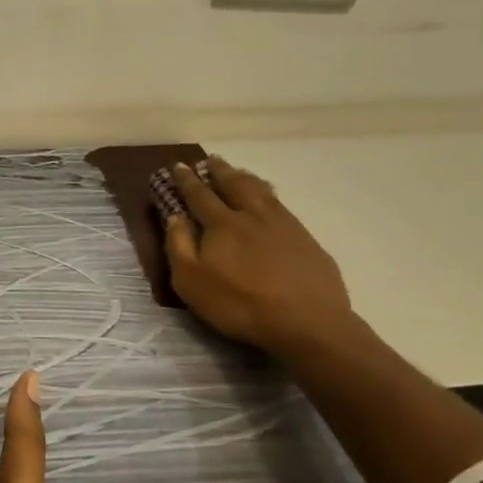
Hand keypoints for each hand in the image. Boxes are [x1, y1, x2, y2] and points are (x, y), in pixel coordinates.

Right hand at [160, 157, 354, 354]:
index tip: (179, 166)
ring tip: (238, 171)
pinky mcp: (306, 239)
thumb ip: (179, 246)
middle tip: (211, 159)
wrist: (307, 323)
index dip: (187, 180)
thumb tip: (175, 216)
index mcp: (222, 224)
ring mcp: (283, 225)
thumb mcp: (192, 283)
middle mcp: (251, 215)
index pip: (199, 195)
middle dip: (219, 171)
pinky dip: (270, 195)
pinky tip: (271, 199)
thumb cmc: (241, 305)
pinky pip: (282, 206)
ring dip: (245, 178)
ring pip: (260, 191)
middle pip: (233, 184)